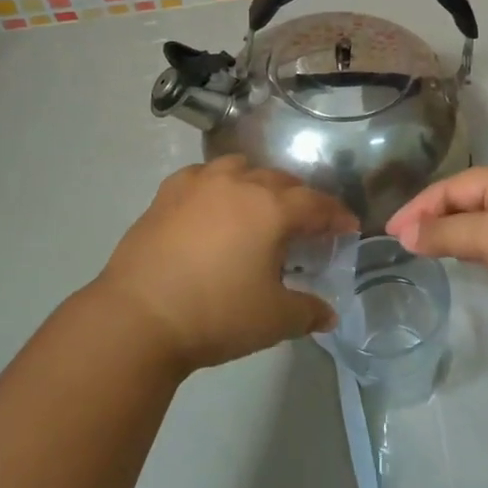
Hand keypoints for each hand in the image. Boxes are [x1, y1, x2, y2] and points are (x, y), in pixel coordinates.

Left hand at [94, 156, 356, 371]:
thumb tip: (329, 314)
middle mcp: (239, 184)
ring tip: (260, 206)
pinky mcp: (168, 193)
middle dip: (300, 199)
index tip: (348, 226)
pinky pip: (203, 175)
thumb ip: (308, 312)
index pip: (316, 204)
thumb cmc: (216, 315)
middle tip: (306, 223)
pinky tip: (214, 204)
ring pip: (241, 168)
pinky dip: (219, 185)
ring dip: (259, 183)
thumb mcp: (273, 320)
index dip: (336, 215)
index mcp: (271, 208)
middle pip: (281, 181)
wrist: (138, 316)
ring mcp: (200, 183)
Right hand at [386, 165, 487, 341]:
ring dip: (456, 231)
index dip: (418, 207)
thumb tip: (405, 234)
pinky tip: (472, 260)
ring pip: (486, 219)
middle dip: (435, 217)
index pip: (452, 186)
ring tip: (430, 249)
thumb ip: (443, 234)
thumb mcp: (486, 238)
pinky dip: (479, 245)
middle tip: (406, 241)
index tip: (391, 232)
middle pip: (468, 198)